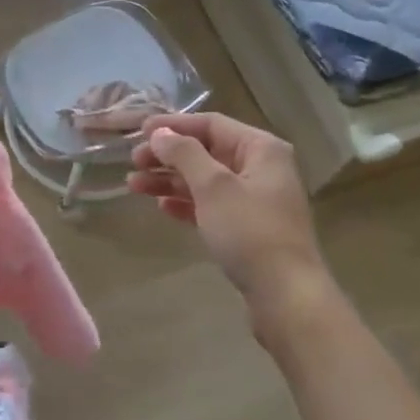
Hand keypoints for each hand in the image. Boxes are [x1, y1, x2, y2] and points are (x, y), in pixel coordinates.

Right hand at [129, 112, 334, 335]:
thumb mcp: (214, 187)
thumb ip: (184, 154)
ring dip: (170, 180)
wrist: (286, 296)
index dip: (174, 125)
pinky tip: (162, 207)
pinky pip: (211, 205)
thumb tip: (159, 133)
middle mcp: (261, 168)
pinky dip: (186, 203)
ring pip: (205, 180)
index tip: (140, 131)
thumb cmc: (250, 231)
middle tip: (134, 162)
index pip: (212, 124)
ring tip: (134, 186)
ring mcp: (255, 200)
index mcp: (261, 149)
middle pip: (207, 151)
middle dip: (168, 155)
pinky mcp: (248, 228)